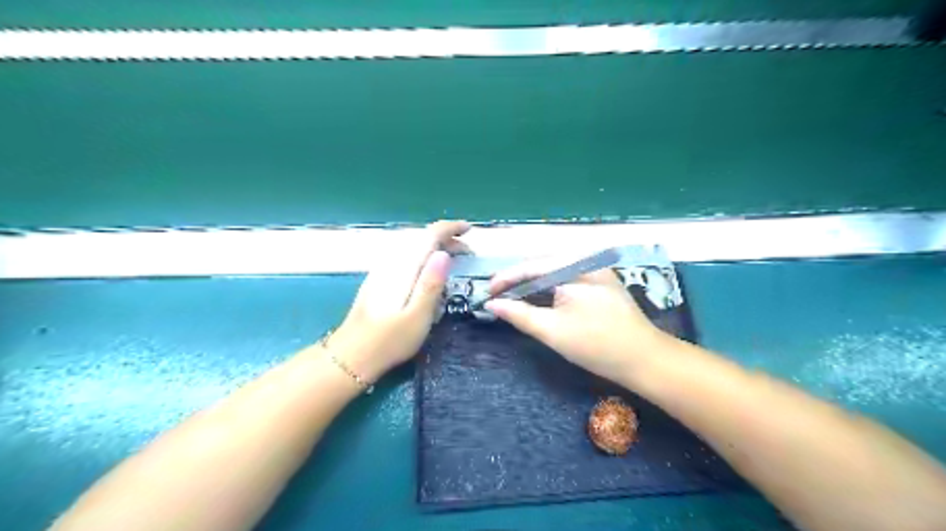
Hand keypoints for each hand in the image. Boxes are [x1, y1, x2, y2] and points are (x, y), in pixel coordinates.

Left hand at [328, 221, 469, 380]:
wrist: (351, 356)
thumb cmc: (389, 340)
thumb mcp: (418, 316)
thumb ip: (431, 284)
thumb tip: (444, 254)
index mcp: (404, 268)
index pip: (429, 235)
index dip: (450, 228)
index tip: (469, 230)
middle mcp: (392, 263)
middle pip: (421, 238)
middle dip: (446, 239)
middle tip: (468, 253)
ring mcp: (383, 271)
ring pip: (413, 247)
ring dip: (435, 248)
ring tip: (453, 260)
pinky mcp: (379, 281)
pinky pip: (407, 257)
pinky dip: (424, 257)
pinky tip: (429, 272)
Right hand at [487, 263, 671, 382]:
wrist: (645, 359)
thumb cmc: (596, 345)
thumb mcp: (552, 331)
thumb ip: (519, 314)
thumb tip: (491, 304)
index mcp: (575, 267)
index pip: (532, 266)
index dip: (506, 278)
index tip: (486, 292)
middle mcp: (587, 261)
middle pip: (543, 265)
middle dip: (518, 279)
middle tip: (496, 294)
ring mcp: (597, 271)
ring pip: (555, 272)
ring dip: (533, 283)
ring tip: (512, 296)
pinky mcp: (602, 283)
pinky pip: (568, 278)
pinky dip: (550, 288)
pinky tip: (539, 298)